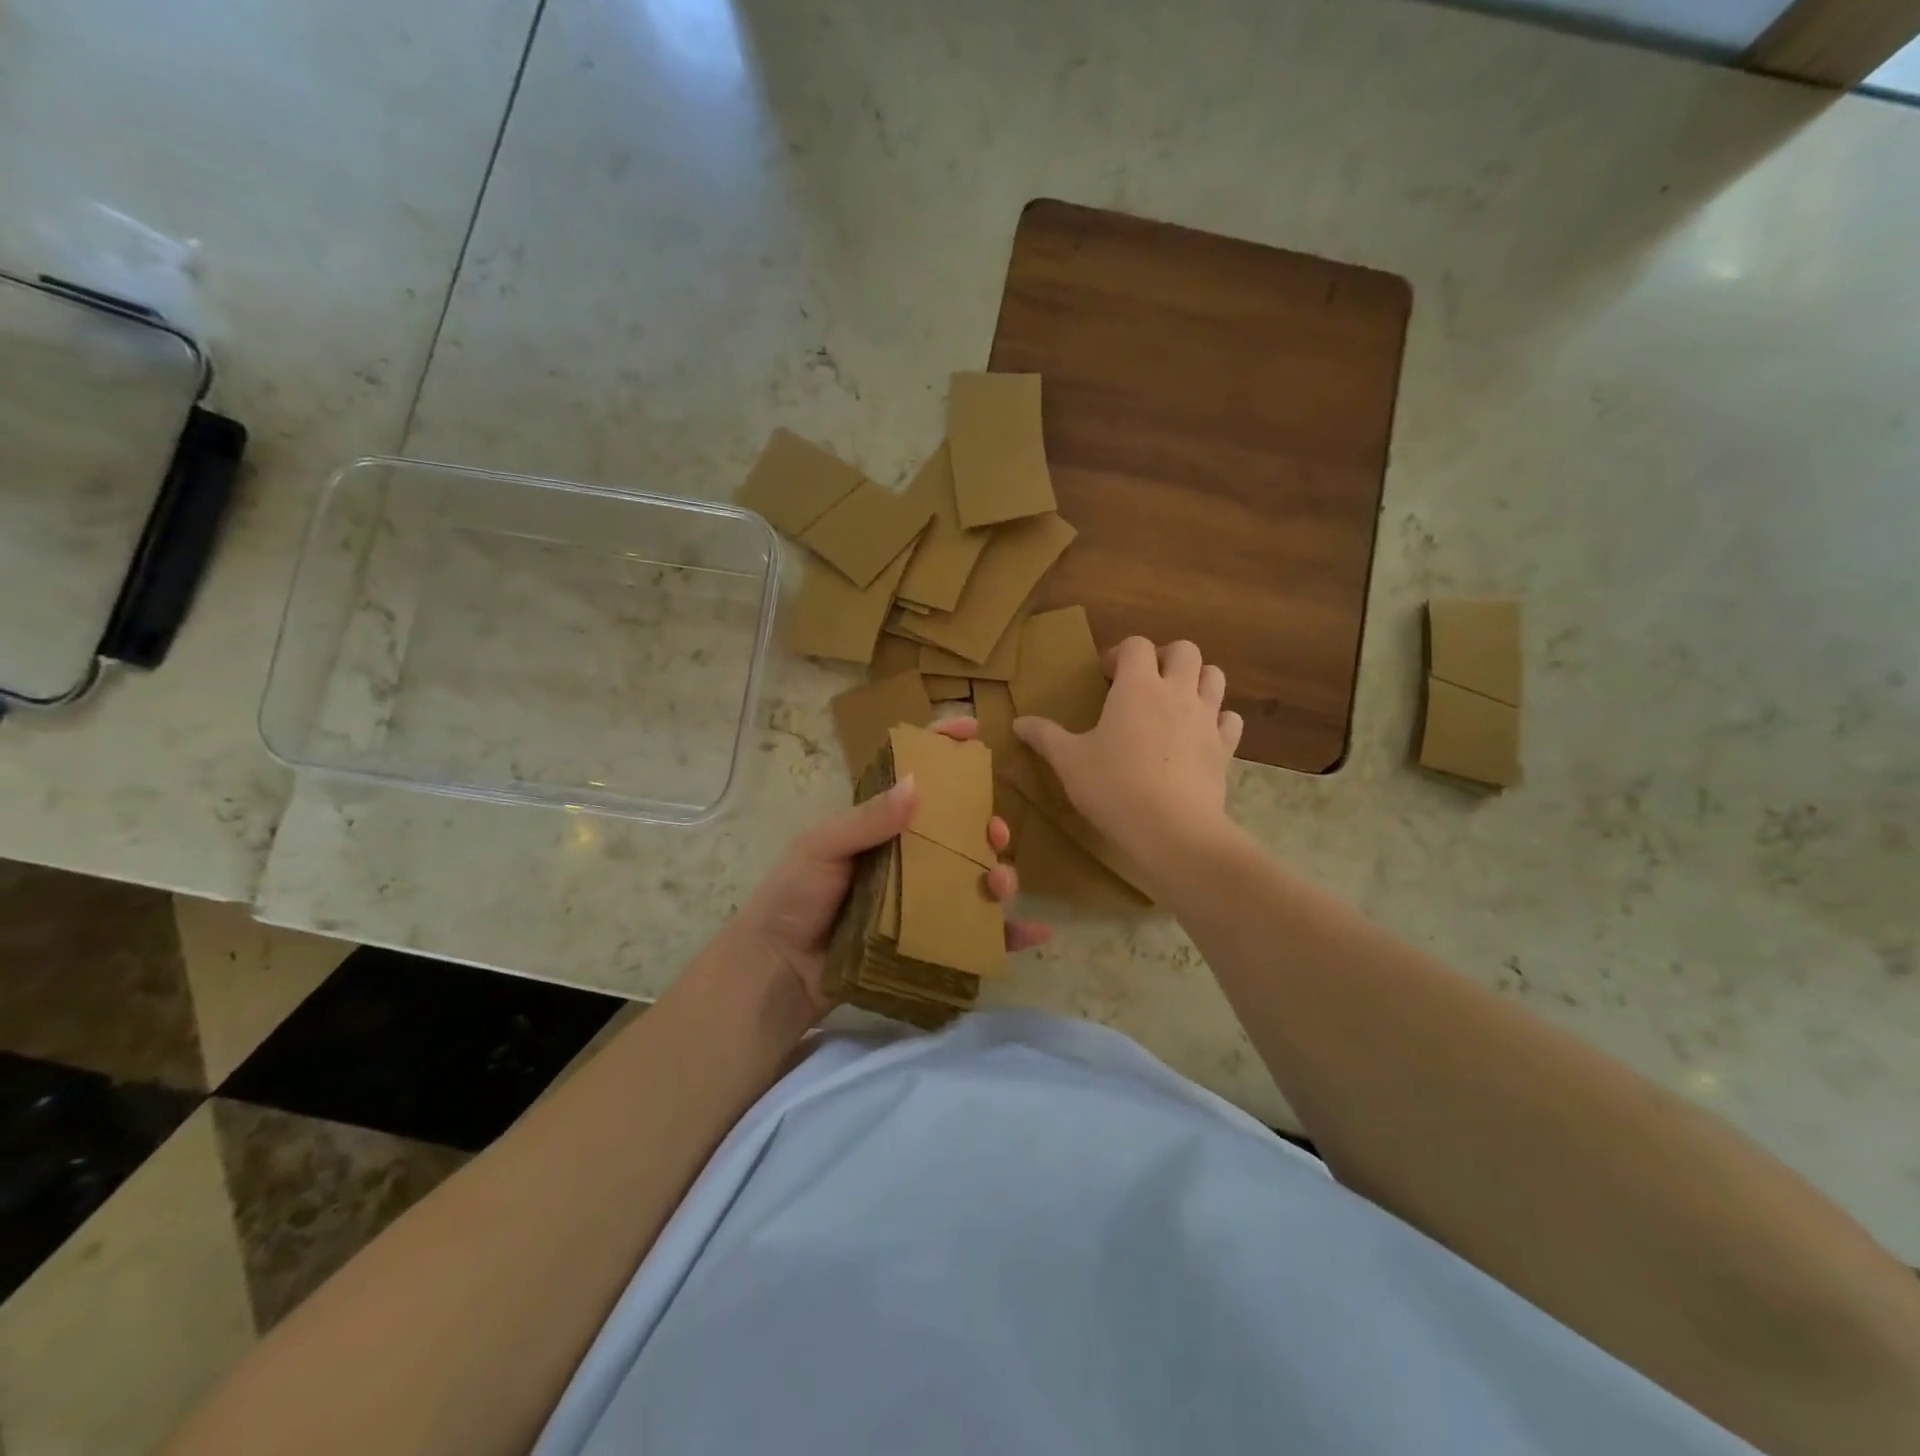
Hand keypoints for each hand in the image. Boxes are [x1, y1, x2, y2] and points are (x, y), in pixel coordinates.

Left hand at [725, 719, 1048, 1023]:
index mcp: (880, 825)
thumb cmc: (794, 897)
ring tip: (1001, 883)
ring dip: (999, 874)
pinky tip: (1034, 931)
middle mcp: (906, 856)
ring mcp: (919, 898)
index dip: (943, 748)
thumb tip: (917, 784)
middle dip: (985, 823)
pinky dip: (1008, 933)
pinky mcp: (927, 938)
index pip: (915, 777)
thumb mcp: (821, 848)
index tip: (973, 729)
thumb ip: (866, 820)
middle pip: (958, 830)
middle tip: (994, 831)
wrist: (778, 969)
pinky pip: (976, 934)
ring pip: (973, 877)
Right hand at [1013, 637, 1241, 864]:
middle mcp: (1177, 692)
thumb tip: (1018, 722)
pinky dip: (1217, 720)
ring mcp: (1207, 719)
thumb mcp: (1069, 762)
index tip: (1105, 678)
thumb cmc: (1114, 787)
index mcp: (1137, 687)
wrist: (1173, 830)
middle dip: (1165, 658)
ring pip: (1215, 676)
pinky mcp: (1225, 748)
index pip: (1136, 645)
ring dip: (1196, 680)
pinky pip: (1230, 719)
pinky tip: (1200, 735)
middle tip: (1144, 683)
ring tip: (1174, 702)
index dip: (1120, 654)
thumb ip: (1045, 737)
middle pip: (1185, 650)